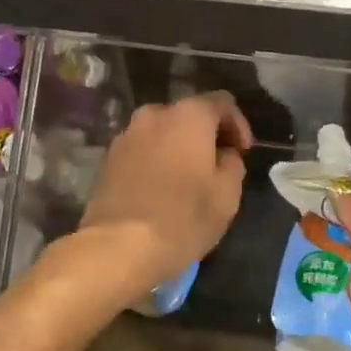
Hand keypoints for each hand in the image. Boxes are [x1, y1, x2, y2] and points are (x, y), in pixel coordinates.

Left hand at [78, 92, 252, 295]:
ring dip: (179, 148)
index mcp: (189, 115)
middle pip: (190, 115)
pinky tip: (161, 190)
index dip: (238, 125)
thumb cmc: (182, 218)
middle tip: (217, 167)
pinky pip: (143, 150)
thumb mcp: (227, 195)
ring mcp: (127, 134)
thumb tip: (224, 154)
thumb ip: (232, 163)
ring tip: (188, 181)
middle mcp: (155, 114)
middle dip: (206, 136)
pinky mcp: (109, 158)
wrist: (117, 248)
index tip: (242, 153)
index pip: (222, 102)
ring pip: (163, 133)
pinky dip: (156, 161)